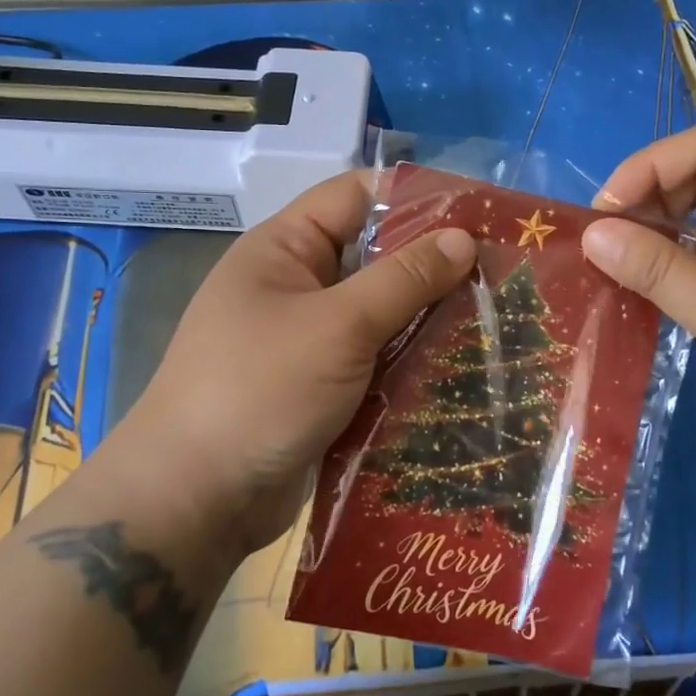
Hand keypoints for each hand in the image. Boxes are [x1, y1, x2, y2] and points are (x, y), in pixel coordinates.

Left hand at [106, 172, 475, 556]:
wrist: (197, 498)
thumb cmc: (261, 390)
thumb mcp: (338, 325)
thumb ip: (404, 279)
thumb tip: (463, 237)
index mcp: (284, 249)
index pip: (354, 196)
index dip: (413, 196)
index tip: (476, 213)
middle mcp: (295, 285)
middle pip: (372, 255)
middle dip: (430, 262)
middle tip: (498, 270)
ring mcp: (307, 338)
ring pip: (378, 311)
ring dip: (425, 316)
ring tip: (492, 316)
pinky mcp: (321, 385)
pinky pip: (373, 357)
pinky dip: (408, 358)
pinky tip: (458, 364)